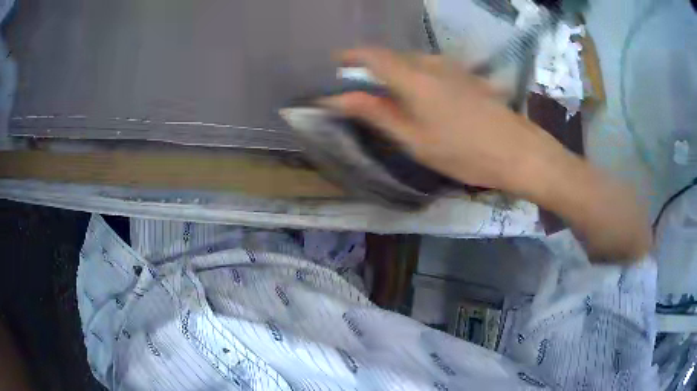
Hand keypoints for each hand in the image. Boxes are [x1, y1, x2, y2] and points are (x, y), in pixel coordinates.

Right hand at [319, 47, 556, 192]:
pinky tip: (422, 99)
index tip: (335, 67)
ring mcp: (452, 66)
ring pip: (411, 61)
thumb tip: (339, 98)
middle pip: (391, 56)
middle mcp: (430, 63)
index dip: (349, 56)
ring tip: (390, 99)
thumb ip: (376, 113)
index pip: (371, 55)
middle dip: (371, 69)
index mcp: (413, 78)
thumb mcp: (414, 140)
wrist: (518, 151)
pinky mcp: (465, 74)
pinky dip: (415, 76)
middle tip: (361, 93)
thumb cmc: (464, 152)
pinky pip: (430, 67)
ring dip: (394, 73)